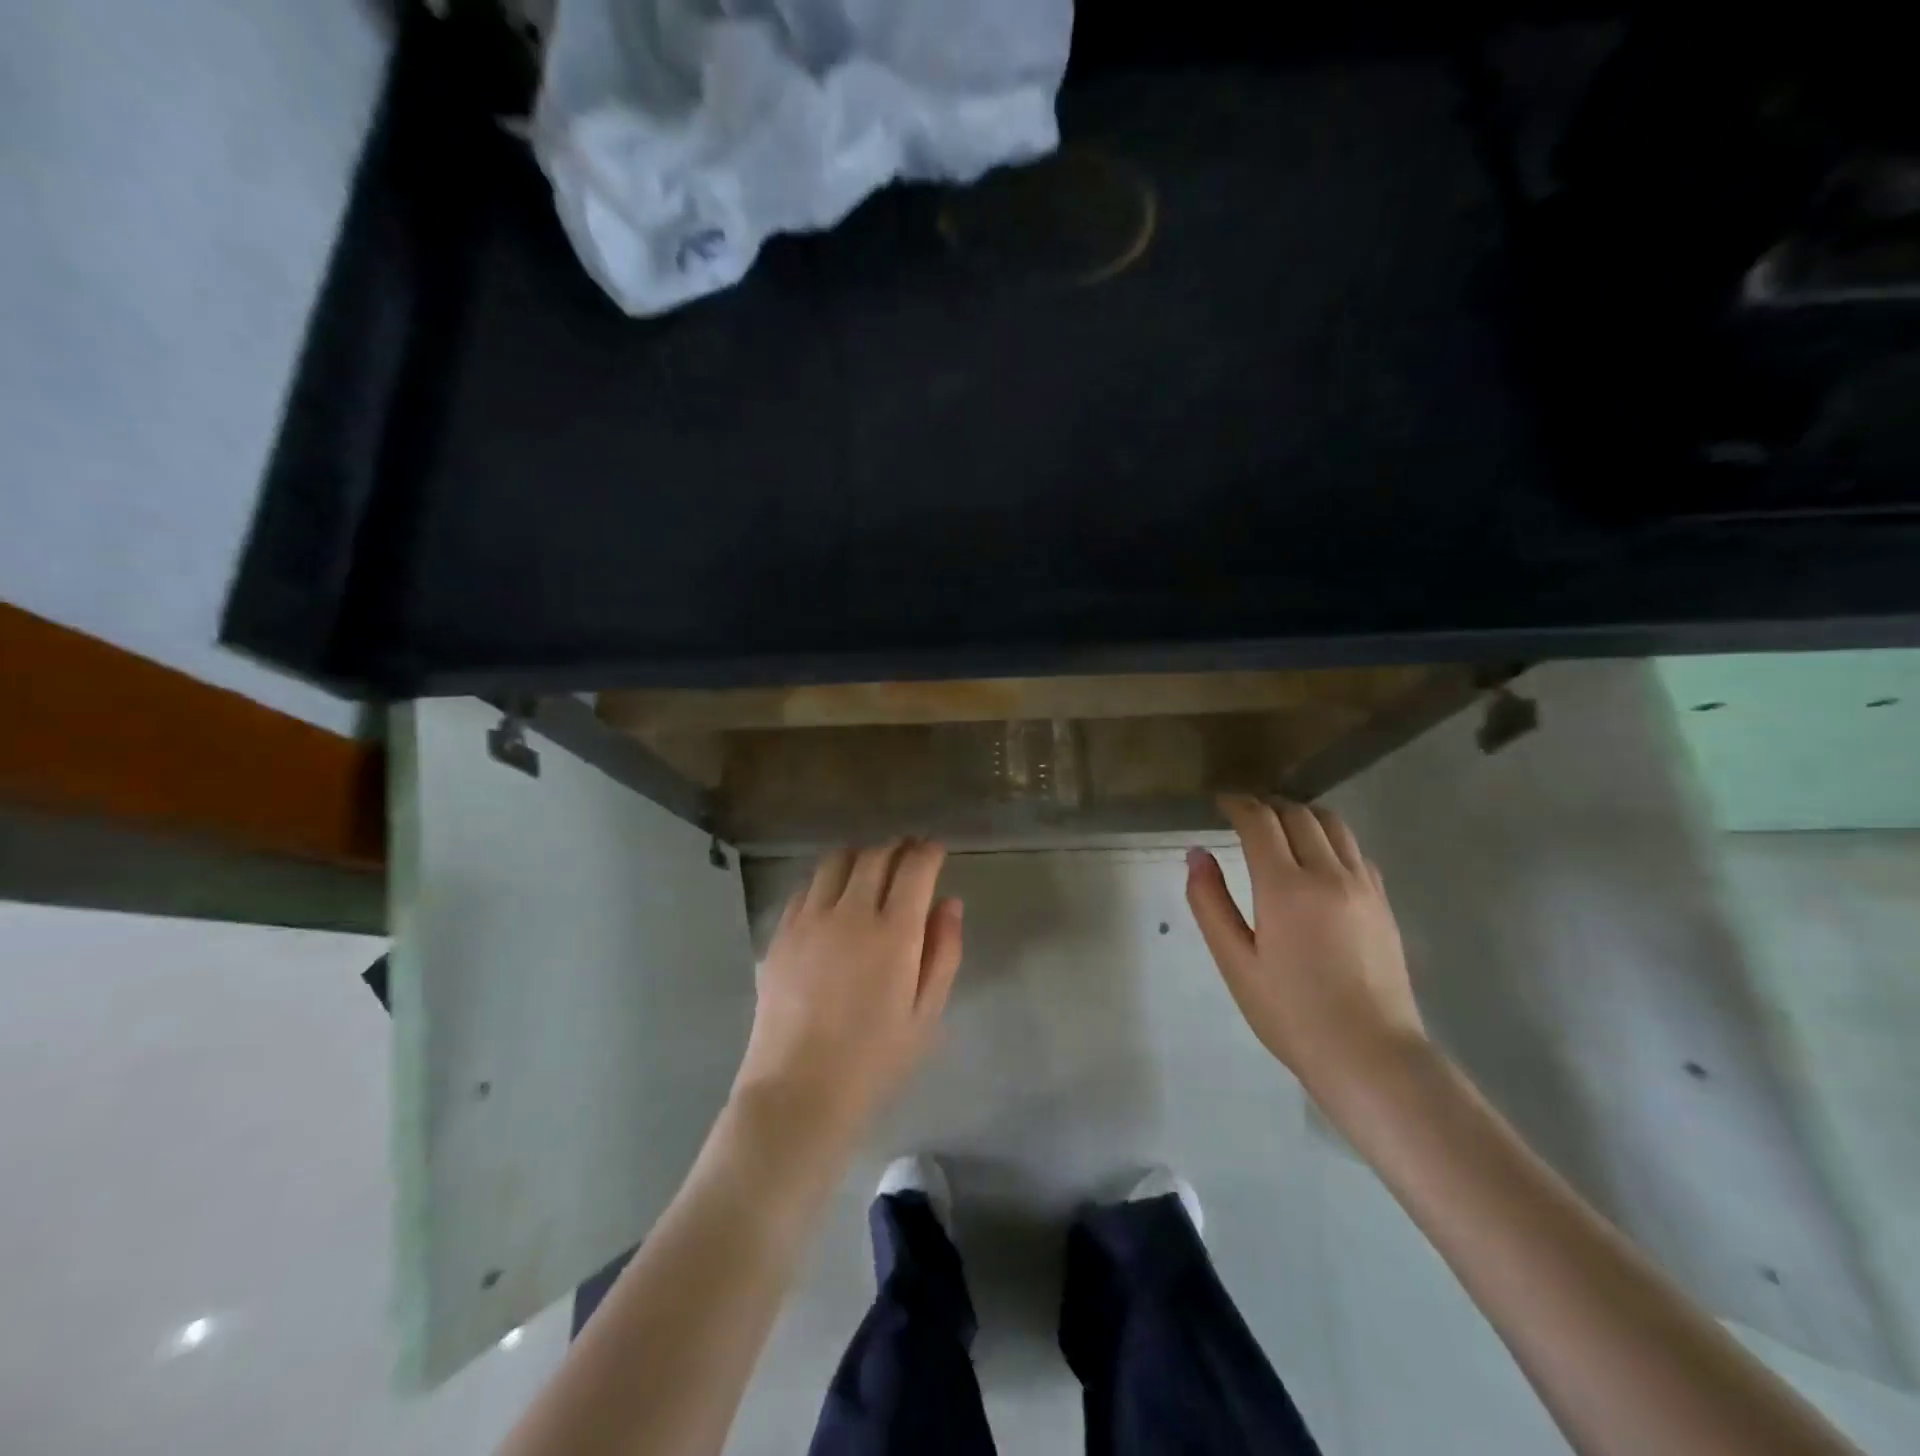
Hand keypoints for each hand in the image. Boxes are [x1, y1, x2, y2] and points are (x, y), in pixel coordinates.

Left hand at [731, 841, 963, 1156]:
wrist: (799, 1091)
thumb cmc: (875, 1059)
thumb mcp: (926, 1014)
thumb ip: (943, 952)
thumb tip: (949, 903)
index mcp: (894, 933)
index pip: (915, 868)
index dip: (928, 852)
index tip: (935, 850)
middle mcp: (850, 913)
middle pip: (875, 856)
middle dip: (897, 848)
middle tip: (908, 855)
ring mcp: (809, 920)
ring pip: (836, 862)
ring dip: (860, 856)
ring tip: (870, 869)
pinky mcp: (780, 934)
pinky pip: (805, 888)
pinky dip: (826, 881)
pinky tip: (832, 899)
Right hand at [1186, 796, 1424, 1101]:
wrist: (1371, 1055)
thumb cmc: (1291, 1014)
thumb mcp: (1235, 963)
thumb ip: (1210, 903)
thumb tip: (1197, 854)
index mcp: (1285, 887)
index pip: (1260, 822)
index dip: (1237, 805)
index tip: (1221, 803)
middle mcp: (1328, 874)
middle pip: (1297, 814)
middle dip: (1267, 806)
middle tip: (1244, 815)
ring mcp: (1363, 886)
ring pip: (1333, 824)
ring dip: (1301, 815)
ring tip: (1280, 827)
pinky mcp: (1383, 902)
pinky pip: (1356, 850)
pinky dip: (1330, 838)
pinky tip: (1318, 858)